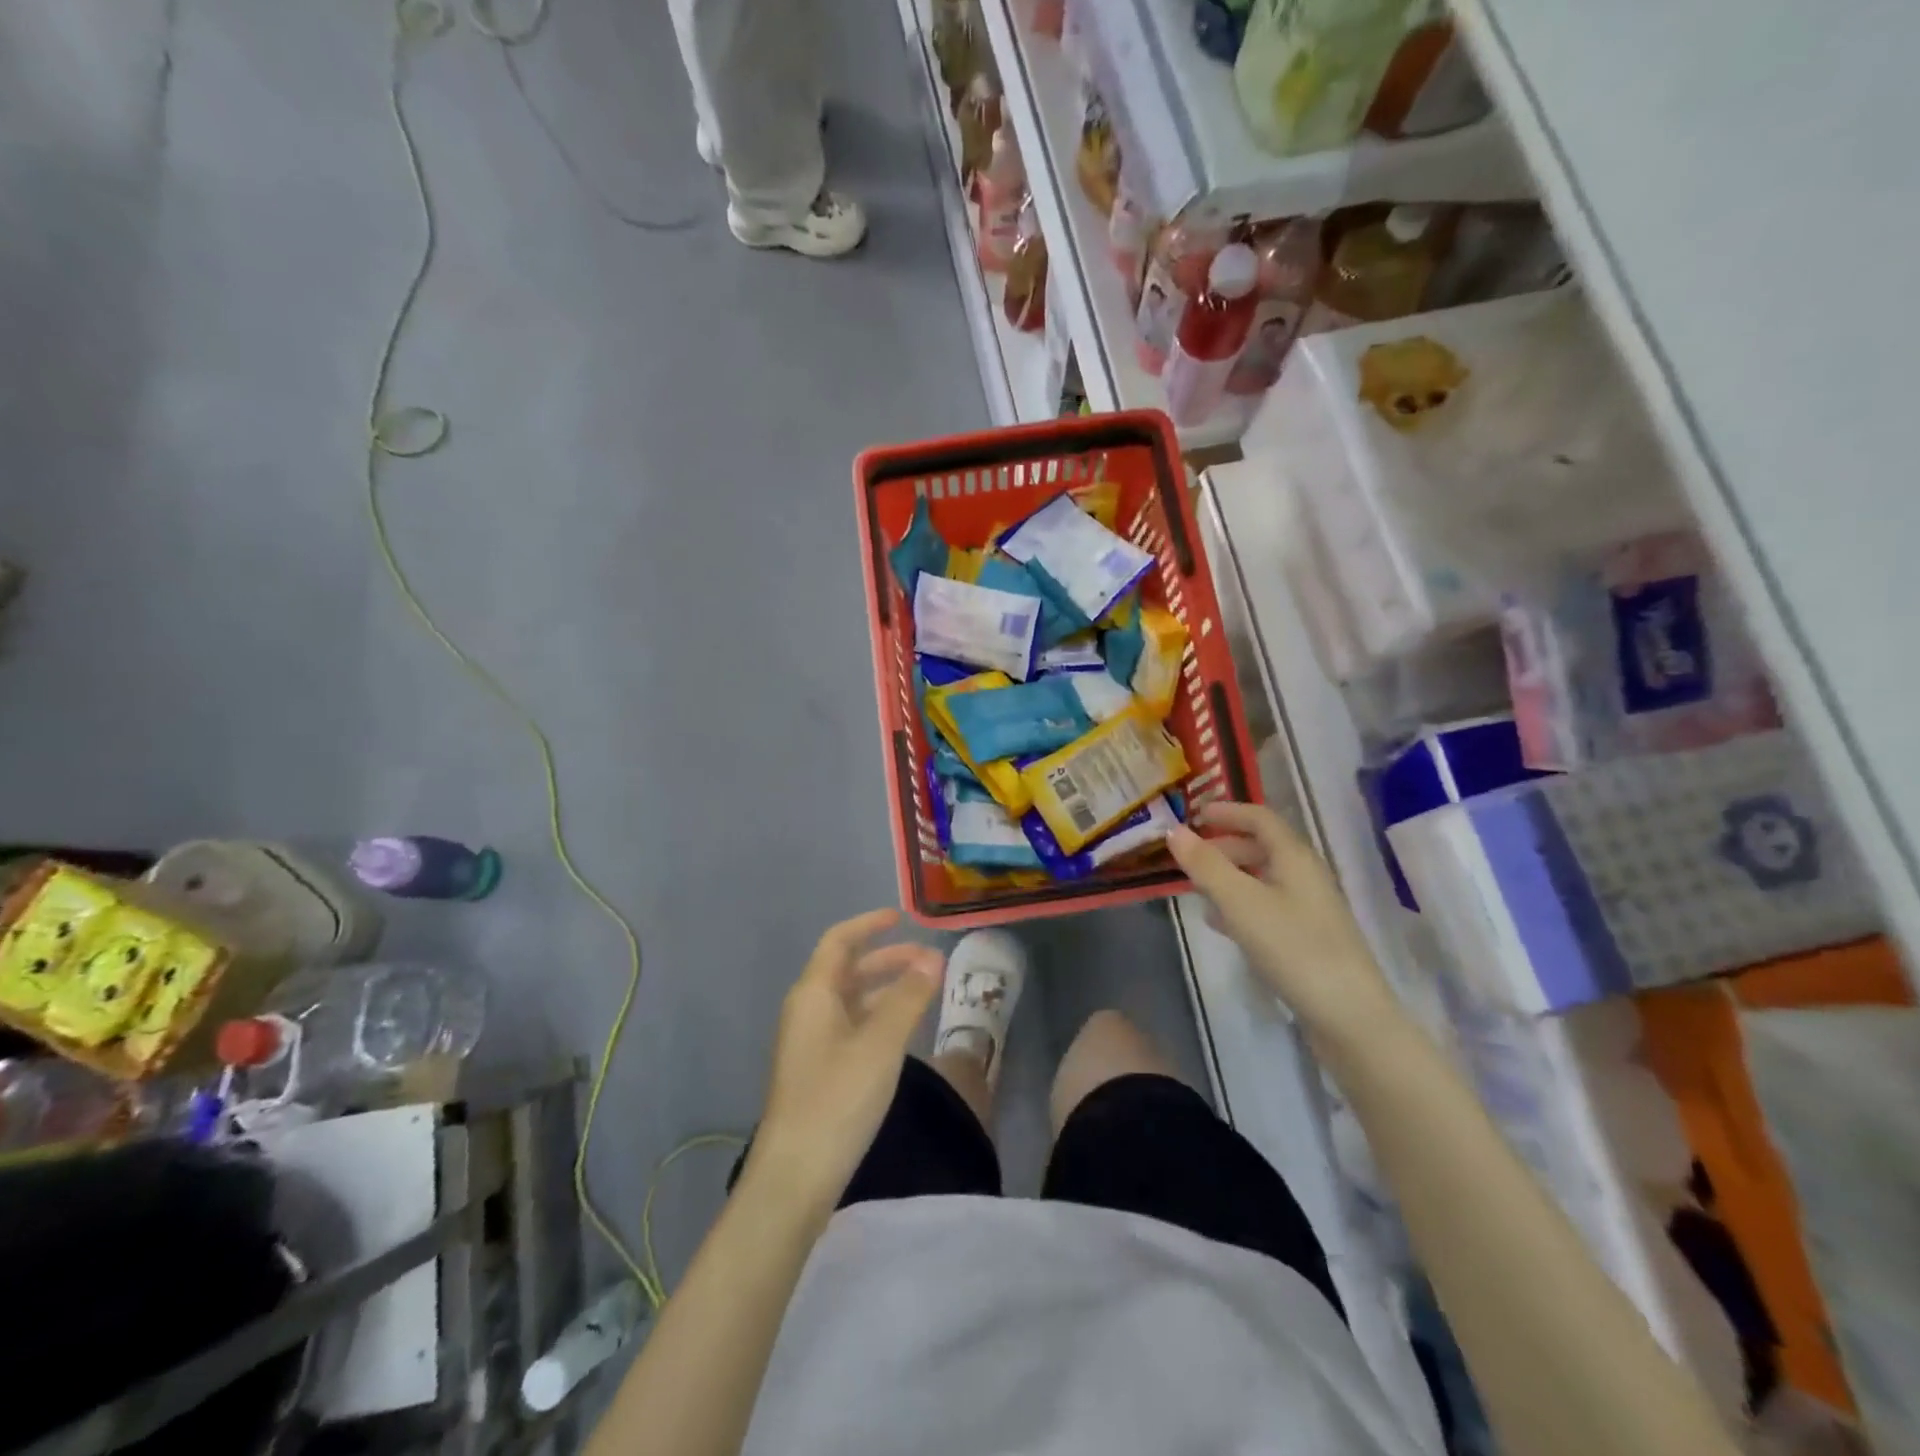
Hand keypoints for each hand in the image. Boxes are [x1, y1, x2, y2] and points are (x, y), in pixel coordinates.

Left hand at [747, 910, 942, 1214]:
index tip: (902, 918)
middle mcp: (807, 1010)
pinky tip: (903, 1031)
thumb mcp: (880, 1044)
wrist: (795, 1176)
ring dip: (885, 989)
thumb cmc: (837, 1098)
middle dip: (888, 959)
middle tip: (929, 961)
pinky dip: (878, 1016)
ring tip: (925, 992)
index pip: (839, 941)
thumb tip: (933, 959)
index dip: (869, 925)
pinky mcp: (818, 1070)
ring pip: (851, 999)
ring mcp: (810, 1042)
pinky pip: (851, 1026)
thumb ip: (908, 998)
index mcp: (814, 994)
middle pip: (847, 969)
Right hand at [1167, 802, 1397, 1045]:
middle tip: (1187, 854)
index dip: (1227, 811)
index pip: (1260, 817)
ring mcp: (1309, 908)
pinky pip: (1267, 906)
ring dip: (1229, 875)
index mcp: (1294, 857)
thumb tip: (1174, 830)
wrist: (1349, 1016)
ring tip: (1195, 886)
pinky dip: (1240, 904)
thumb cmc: (1294, 948)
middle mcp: (1305, 875)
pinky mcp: (1307, 938)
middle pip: (1262, 846)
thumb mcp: (1240, 903)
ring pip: (1262, 877)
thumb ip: (1206, 865)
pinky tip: (1219, 923)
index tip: (1194, 815)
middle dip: (1223, 845)